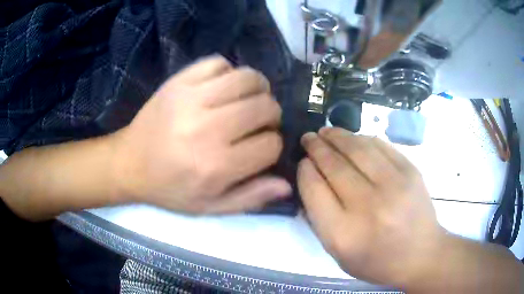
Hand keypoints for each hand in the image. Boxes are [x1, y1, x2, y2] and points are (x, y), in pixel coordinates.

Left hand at [112, 55, 290, 213]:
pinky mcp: (178, 81)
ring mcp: (191, 98)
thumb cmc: (169, 189)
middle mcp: (207, 128)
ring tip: (248, 99)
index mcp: (216, 165)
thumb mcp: (209, 206)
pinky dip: (228, 72)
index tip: (261, 147)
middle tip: (258, 122)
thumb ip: (250, 197)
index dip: (272, 145)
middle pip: (265, 106)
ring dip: (258, 88)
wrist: (129, 163)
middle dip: (271, 115)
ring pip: (248, 78)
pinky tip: (222, 87)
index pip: (271, 144)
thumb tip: (286, 185)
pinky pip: (218, 62)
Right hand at [298, 127, 445, 286]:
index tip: (303, 162)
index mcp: (343, 233)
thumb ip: (319, 220)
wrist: (421, 255)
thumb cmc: (377, 261)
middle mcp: (368, 206)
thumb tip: (310, 181)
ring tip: (326, 132)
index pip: (314, 189)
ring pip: (357, 148)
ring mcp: (394, 185)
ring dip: (337, 136)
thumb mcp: (338, 254)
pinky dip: (362, 139)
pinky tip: (353, 138)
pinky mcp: (411, 171)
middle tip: (309, 138)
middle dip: (316, 147)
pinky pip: (380, 146)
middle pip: (334, 165)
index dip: (305, 170)